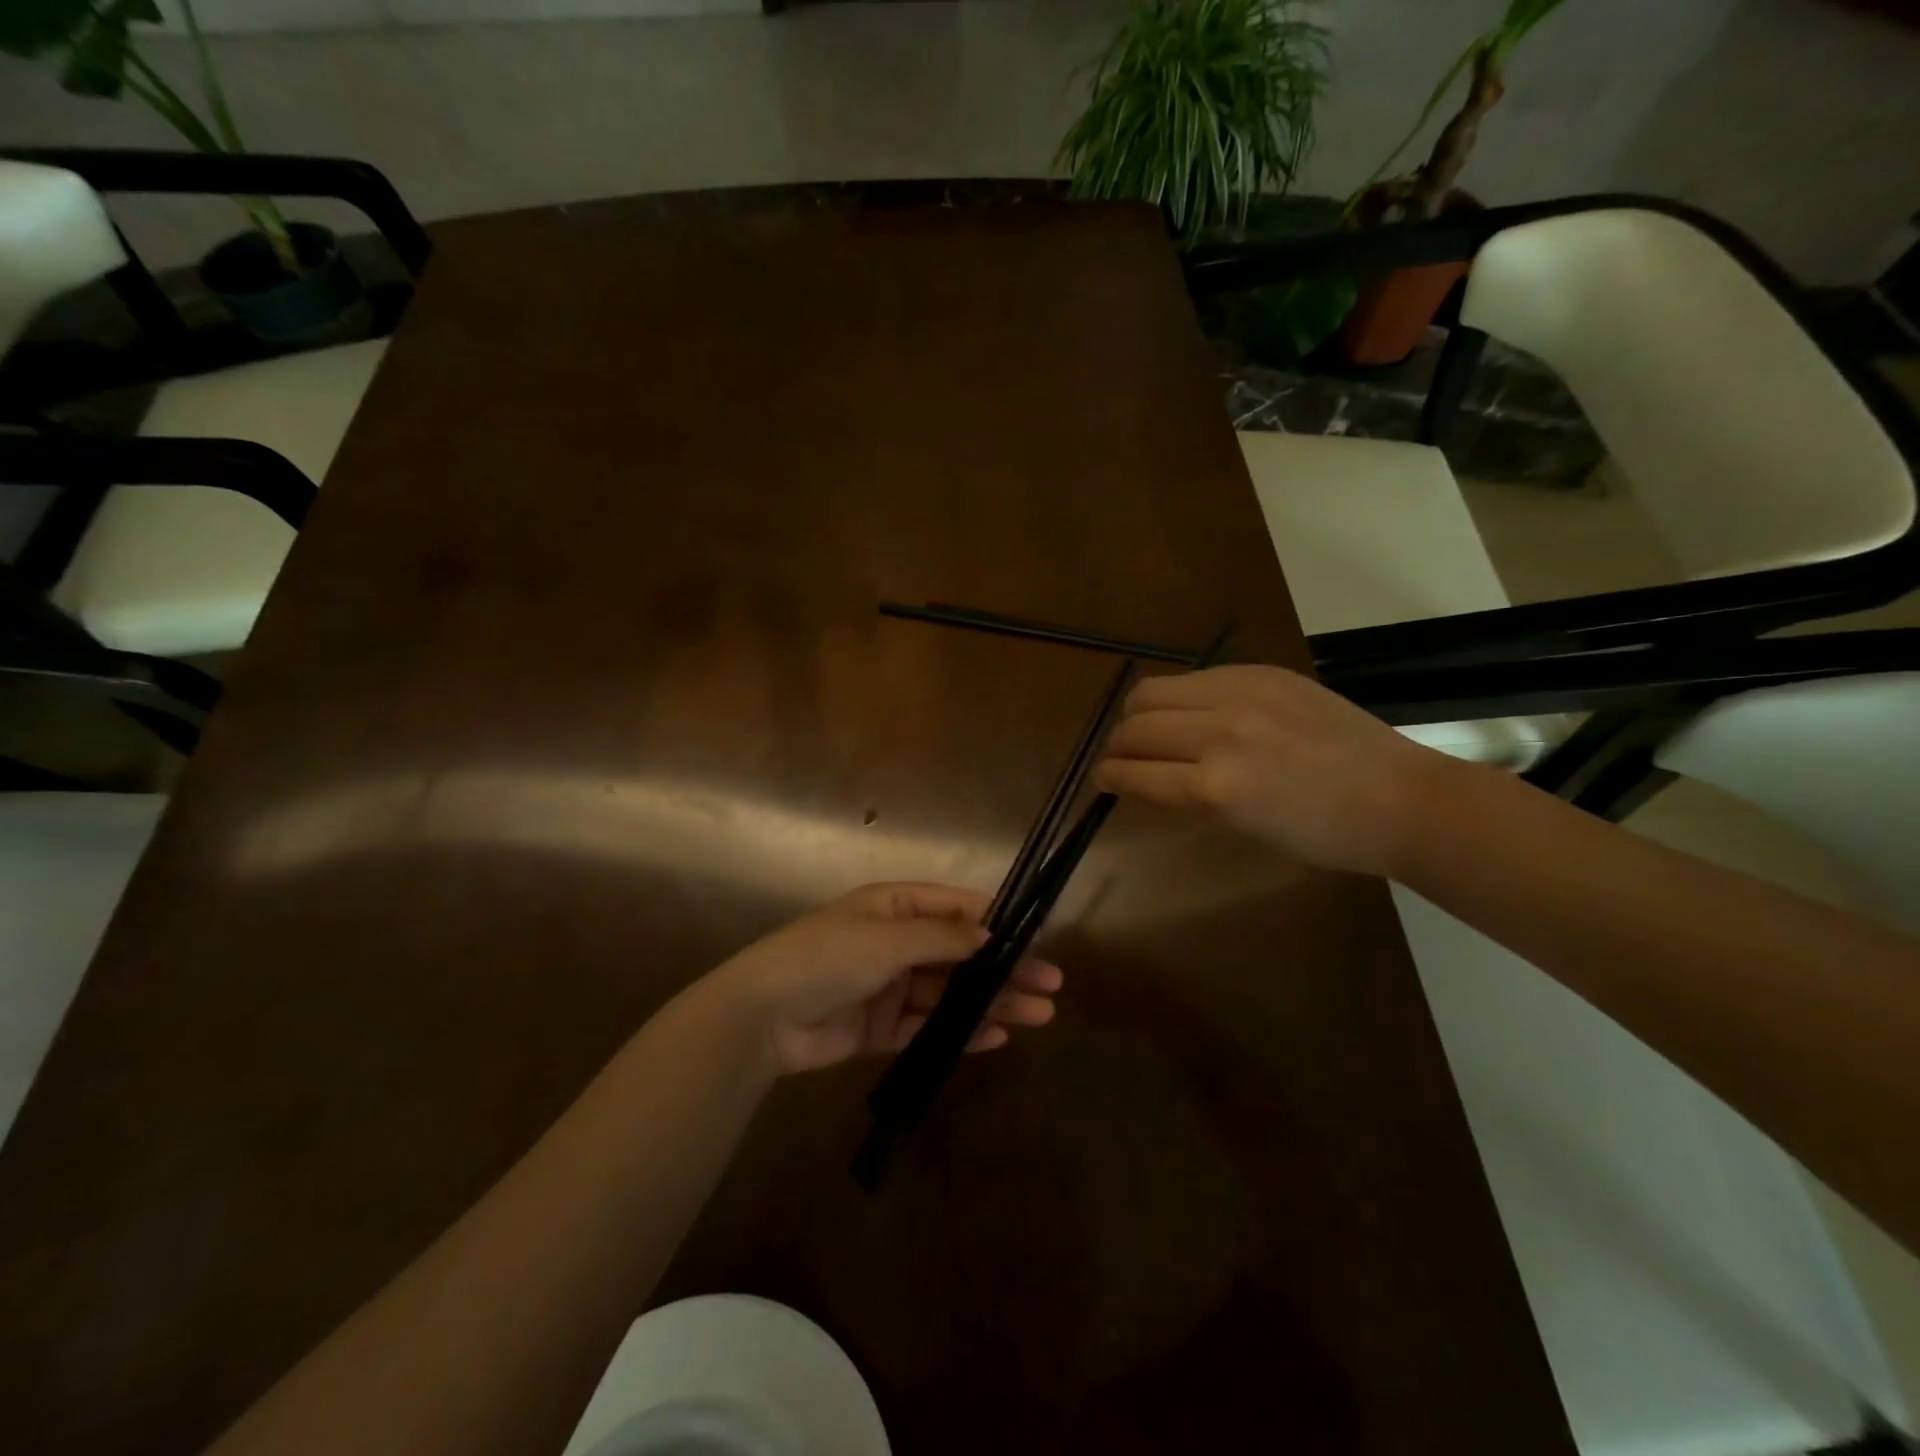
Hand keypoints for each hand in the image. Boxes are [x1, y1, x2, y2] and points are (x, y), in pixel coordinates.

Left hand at [702, 883, 1063, 1075]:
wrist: (763, 1017)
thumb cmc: (826, 958)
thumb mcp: (886, 938)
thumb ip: (941, 938)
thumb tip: (990, 932)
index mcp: (895, 907)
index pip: (955, 907)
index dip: (996, 920)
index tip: (1036, 937)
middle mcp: (897, 942)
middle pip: (961, 954)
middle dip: (1005, 967)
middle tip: (1051, 984)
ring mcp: (890, 986)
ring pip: (952, 993)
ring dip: (993, 1001)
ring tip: (1039, 1014)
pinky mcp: (882, 1027)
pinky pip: (929, 1026)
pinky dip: (961, 1031)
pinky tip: (997, 1036)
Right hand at [1093, 664, 1456, 876]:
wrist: (1399, 798)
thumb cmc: (1322, 835)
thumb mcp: (1243, 829)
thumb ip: (1188, 797)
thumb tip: (1145, 776)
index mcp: (1215, 789)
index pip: (1134, 773)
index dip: (1109, 777)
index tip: (1103, 779)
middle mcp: (1219, 735)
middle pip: (1134, 725)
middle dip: (1117, 745)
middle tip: (1124, 757)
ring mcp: (1241, 695)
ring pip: (1153, 691)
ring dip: (1140, 714)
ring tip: (1151, 728)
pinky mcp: (1263, 672)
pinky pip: (1195, 677)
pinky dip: (1181, 697)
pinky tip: (1196, 712)